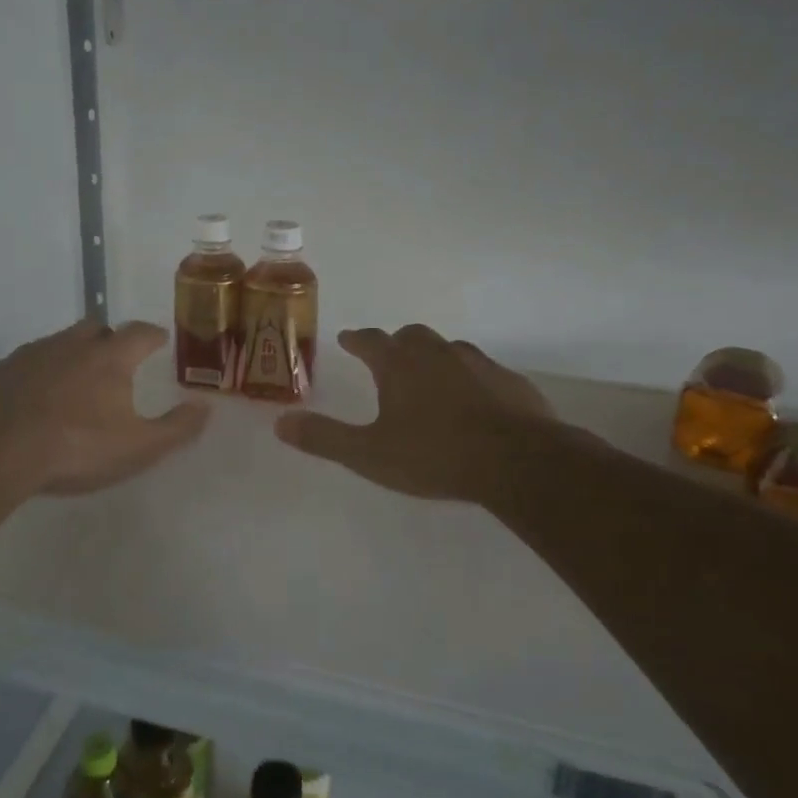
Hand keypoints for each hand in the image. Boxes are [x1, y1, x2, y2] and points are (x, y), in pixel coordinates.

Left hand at [0, 320, 208, 495]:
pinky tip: (36, 398)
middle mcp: (71, 345)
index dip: (154, 335)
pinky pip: (28, 363)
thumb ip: (177, 428)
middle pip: (97, 328)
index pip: (140, 333)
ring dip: (72, 354)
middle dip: (110, 339)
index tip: (160, 341)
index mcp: (109, 358)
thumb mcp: (138, 448)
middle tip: (116, 360)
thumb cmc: (75, 448)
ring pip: (59, 343)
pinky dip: (40, 373)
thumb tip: (206, 407)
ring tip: (76, 382)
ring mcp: (31, 354)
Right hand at [275, 325, 561, 503]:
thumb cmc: (434, 455)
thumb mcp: (368, 454)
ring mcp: (478, 363)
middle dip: (395, 343)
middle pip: (410, 336)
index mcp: (399, 364)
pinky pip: (482, 370)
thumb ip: (324, 438)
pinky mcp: (509, 382)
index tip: (347, 338)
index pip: (369, 340)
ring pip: (448, 349)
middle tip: (387, 357)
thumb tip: (280, 423)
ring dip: (433, 357)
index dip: (355, 339)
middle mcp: (437, 353)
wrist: (517, 461)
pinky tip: (473, 399)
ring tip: (428, 377)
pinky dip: (468, 377)